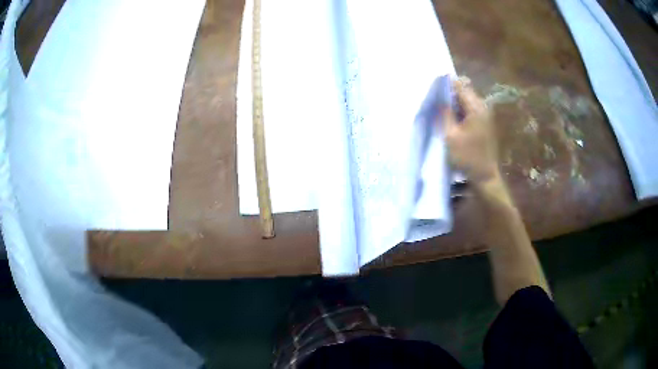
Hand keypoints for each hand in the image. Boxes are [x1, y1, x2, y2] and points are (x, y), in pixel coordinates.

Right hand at [442, 79, 499, 185]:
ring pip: (468, 100)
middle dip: (450, 92)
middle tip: (436, 100)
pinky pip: (471, 109)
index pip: (460, 86)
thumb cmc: (467, 156)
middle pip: (465, 91)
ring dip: (455, 102)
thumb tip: (440, 98)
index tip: (433, 86)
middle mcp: (482, 107)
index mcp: (475, 108)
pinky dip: (461, 110)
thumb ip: (445, 113)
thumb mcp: (450, 135)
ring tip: (442, 108)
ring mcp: (485, 115)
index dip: (446, 83)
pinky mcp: (485, 122)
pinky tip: (452, 118)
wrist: (485, 175)